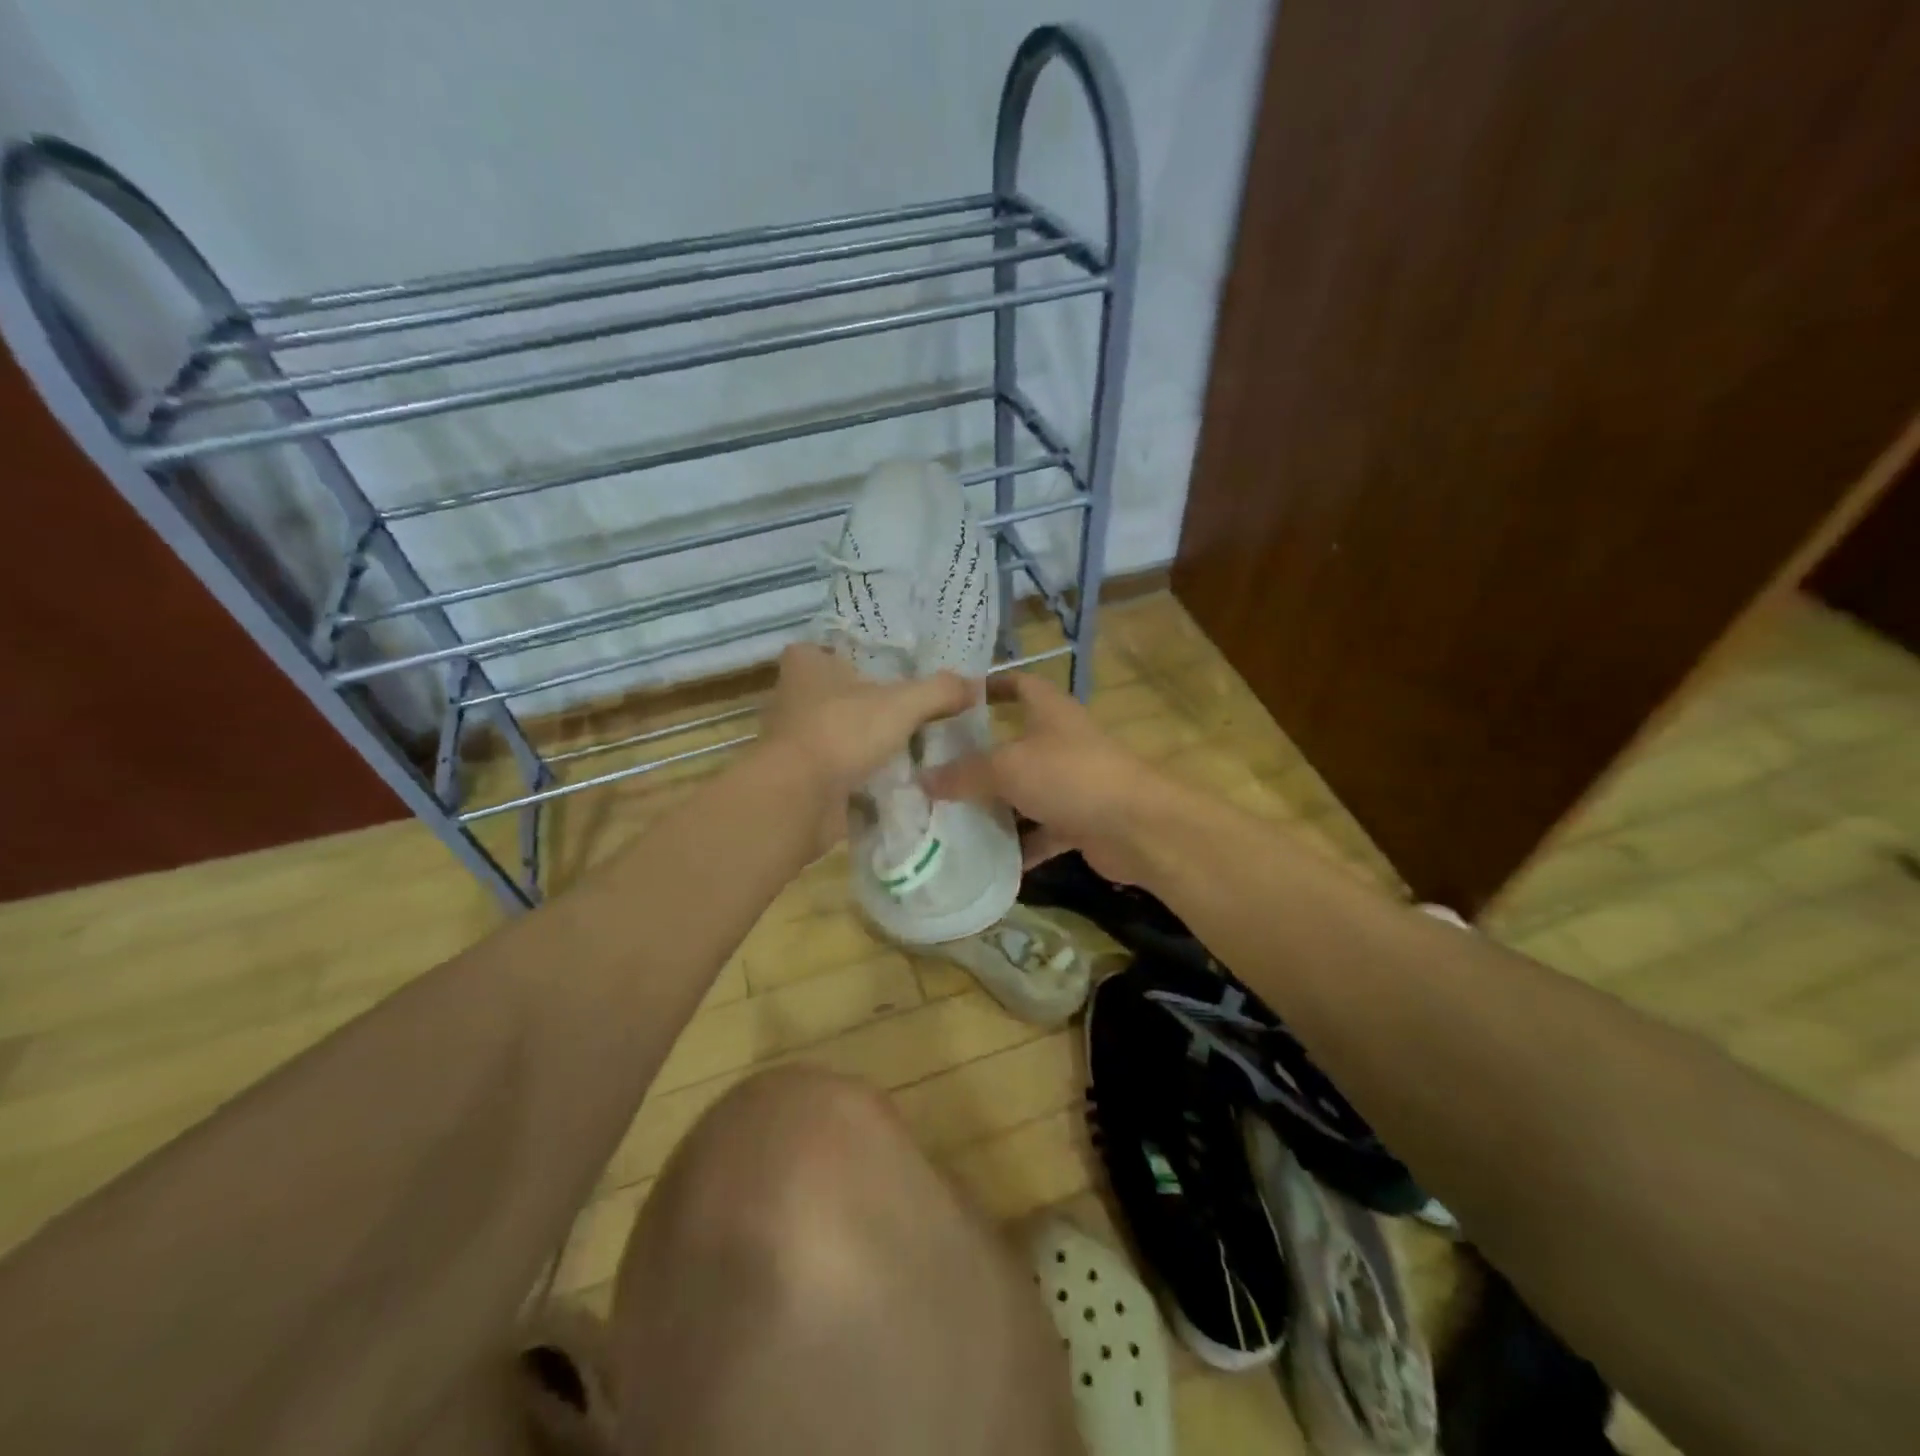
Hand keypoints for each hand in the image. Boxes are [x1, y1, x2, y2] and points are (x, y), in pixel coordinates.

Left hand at [760, 643, 972, 804]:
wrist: (797, 800)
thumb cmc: (842, 732)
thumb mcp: (902, 703)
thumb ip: (940, 690)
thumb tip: (975, 685)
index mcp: (808, 662)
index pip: (844, 646)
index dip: (876, 656)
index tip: (910, 668)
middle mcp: (796, 695)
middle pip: (849, 692)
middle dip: (881, 703)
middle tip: (926, 707)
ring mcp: (798, 738)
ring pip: (848, 731)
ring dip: (876, 741)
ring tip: (922, 744)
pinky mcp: (804, 775)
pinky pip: (845, 767)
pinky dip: (868, 773)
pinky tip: (903, 777)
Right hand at [920, 671, 1175, 884]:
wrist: (1137, 827)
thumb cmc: (1070, 777)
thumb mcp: (1007, 768)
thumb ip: (964, 773)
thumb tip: (922, 779)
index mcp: (1050, 711)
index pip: (1019, 684)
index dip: (990, 686)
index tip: (955, 699)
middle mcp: (1063, 741)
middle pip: (1016, 742)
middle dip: (981, 756)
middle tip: (938, 768)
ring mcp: (1075, 782)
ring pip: (1028, 790)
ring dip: (998, 804)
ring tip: (953, 816)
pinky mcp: (1082, 820)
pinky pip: (1043, 831)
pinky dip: (1022, 844)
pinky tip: (990, 858)